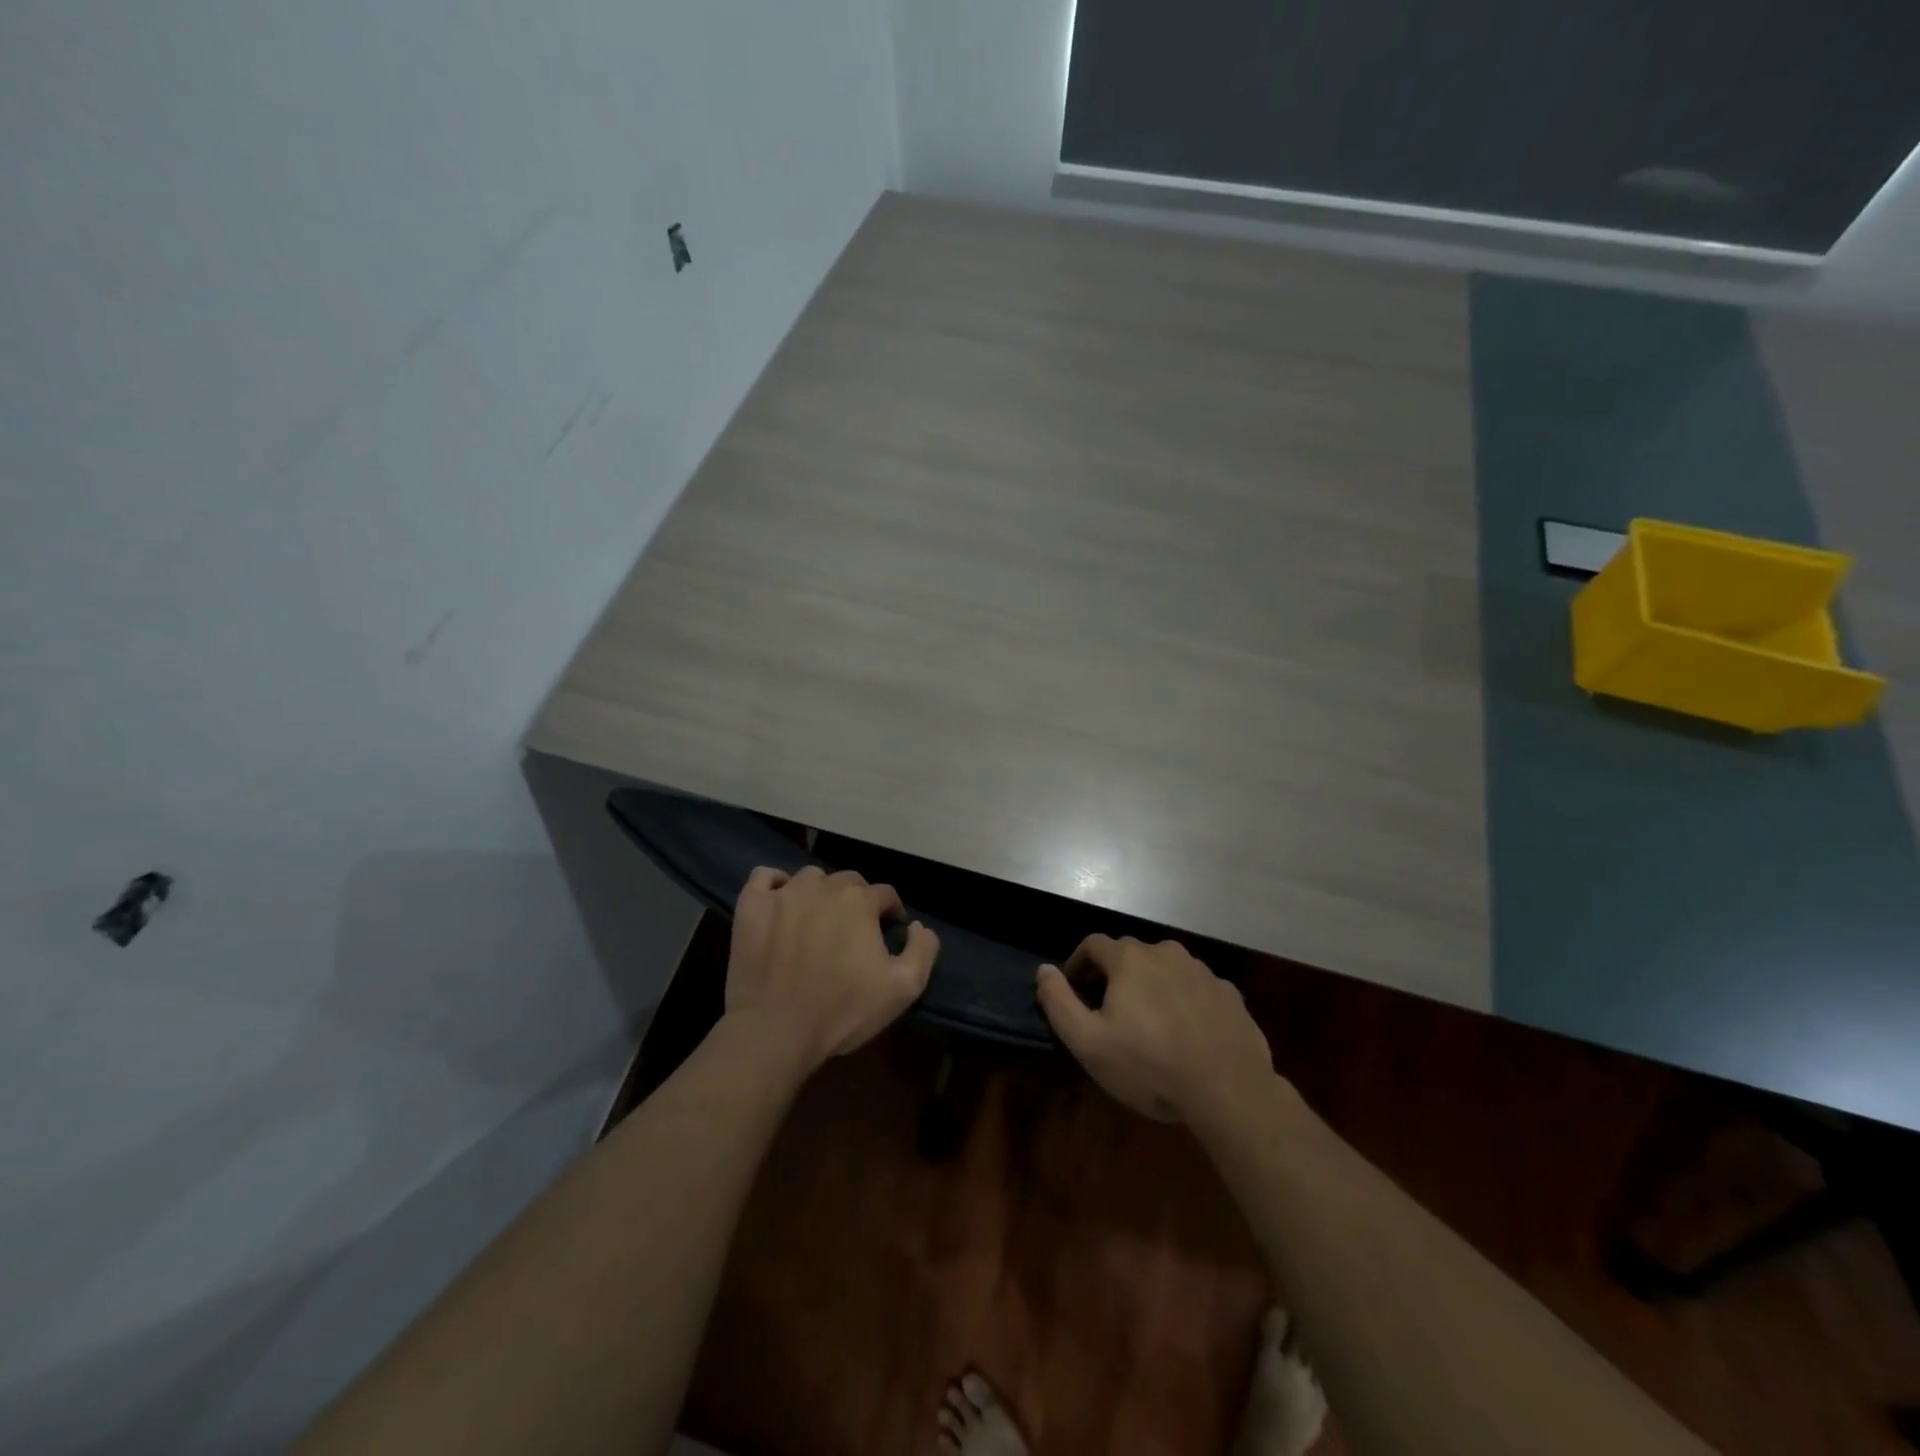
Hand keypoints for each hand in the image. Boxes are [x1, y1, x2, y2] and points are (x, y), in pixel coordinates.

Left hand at [725, 865, 939, 1070]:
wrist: (776, 1030)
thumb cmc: (842, 1010)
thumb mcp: (903, 989)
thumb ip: (922, 950)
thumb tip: (918, 926)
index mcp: (860, 901)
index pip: (885, 894)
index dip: (891, 912)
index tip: (889, 932)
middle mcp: (823, 886)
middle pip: (847, 882)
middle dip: (856, 901)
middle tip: (852, 931)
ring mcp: (783, 893)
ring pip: (809, 878)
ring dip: (818, 893)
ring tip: (816, 920)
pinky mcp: (751, 906)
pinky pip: (764, 877)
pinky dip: (774, 885)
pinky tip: (779, 904)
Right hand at [1036, 934, 1274, 1123]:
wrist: (1229, 1089)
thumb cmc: (1150, 1065)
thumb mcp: (1088, 1042)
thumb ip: (1058, 1002)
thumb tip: (1043, 970)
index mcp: (1130, 959)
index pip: (1093, 944)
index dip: (1078, 962)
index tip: (1074, 987)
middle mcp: (1166, 952)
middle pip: (1131, 953)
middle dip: (1114, 974)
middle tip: (1108, 1008)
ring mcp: (1202, 971)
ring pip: (1166, 968)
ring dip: (1151, 985)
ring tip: (1149, 1022)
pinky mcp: (1230, 993)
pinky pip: (1196, 988)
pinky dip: (1184, 1000)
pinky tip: (1186, 1032)